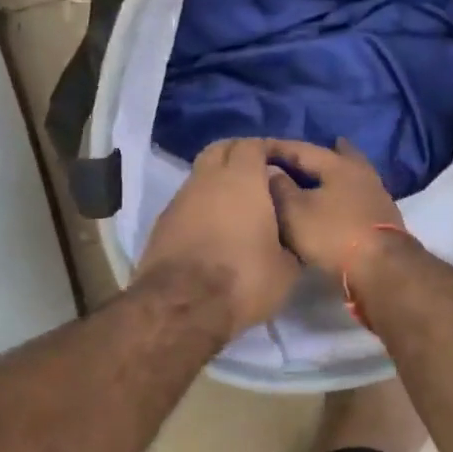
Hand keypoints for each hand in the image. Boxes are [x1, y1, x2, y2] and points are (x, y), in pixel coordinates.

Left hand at [136, 139, 301, 336]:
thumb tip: (290, 231)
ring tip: (237, 204)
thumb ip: (290, 238)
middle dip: (239, 154)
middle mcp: (207, 179)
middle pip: (221, 149)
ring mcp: (180, 199)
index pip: (253, 144)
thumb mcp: (287, 267)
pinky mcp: (162, 222)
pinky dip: (202, 204)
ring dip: (218, 180)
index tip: (283, 163)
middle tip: (259, 174)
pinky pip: (187, 201)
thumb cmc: (243, 278)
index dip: (269, 149)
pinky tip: (214, 227)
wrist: (181, 306)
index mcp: (242, 179)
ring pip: (201, 174)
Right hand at [265, 139, 405, 276]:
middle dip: (314, 154)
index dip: (277, 148)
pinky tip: (334, 200)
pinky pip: (355, 195)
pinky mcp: (382, 217)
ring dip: (331, 173)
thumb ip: (280, 187)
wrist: (383, 269)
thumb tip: (271, 169)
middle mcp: (360, 172)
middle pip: (335, 155)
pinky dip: (341, 193)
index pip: (301, 149)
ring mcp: (375, 194)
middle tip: (297, 152)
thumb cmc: (333, 235)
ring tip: (314, 175)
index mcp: (337, 165)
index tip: (257, 147)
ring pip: (348, 175)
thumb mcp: (296, 212)